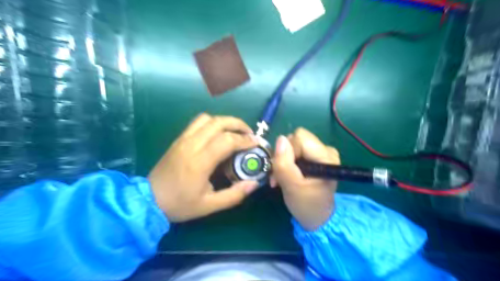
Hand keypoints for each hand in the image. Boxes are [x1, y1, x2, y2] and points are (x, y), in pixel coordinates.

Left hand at [147, 113, 256, 222]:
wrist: (148, 200)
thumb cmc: (180, 204)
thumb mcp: (209, 206)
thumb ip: (234, 195)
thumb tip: (254, 184)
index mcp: (199, 162)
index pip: (226, 140)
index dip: (244, 139)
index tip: (255, 143)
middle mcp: (191, 145)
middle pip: (218, 122)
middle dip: (238, 124)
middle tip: (249, 133)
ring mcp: (183, 139)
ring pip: (207, 119)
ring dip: (225, 121)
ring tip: (235, 131)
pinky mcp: (179, 139)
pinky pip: (197, 122)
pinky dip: (212, 123)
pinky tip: (218, 133)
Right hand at [272, 128, 339, 230]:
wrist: (317, 218)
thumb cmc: (307, 205)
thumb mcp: (292, 187)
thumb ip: (284, 163)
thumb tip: (280, 139)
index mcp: (326, 156)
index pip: (299, 138)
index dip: (288, 151)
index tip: (283, 170)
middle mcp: (326, 150)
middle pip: (296, 139)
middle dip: (283, 156)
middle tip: (278, 176)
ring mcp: (321, 153)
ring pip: (293, 145)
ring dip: (283, 161)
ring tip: (281, 179)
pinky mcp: (315, 157)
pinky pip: (296, 151)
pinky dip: (287, 163)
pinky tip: (286, 176)